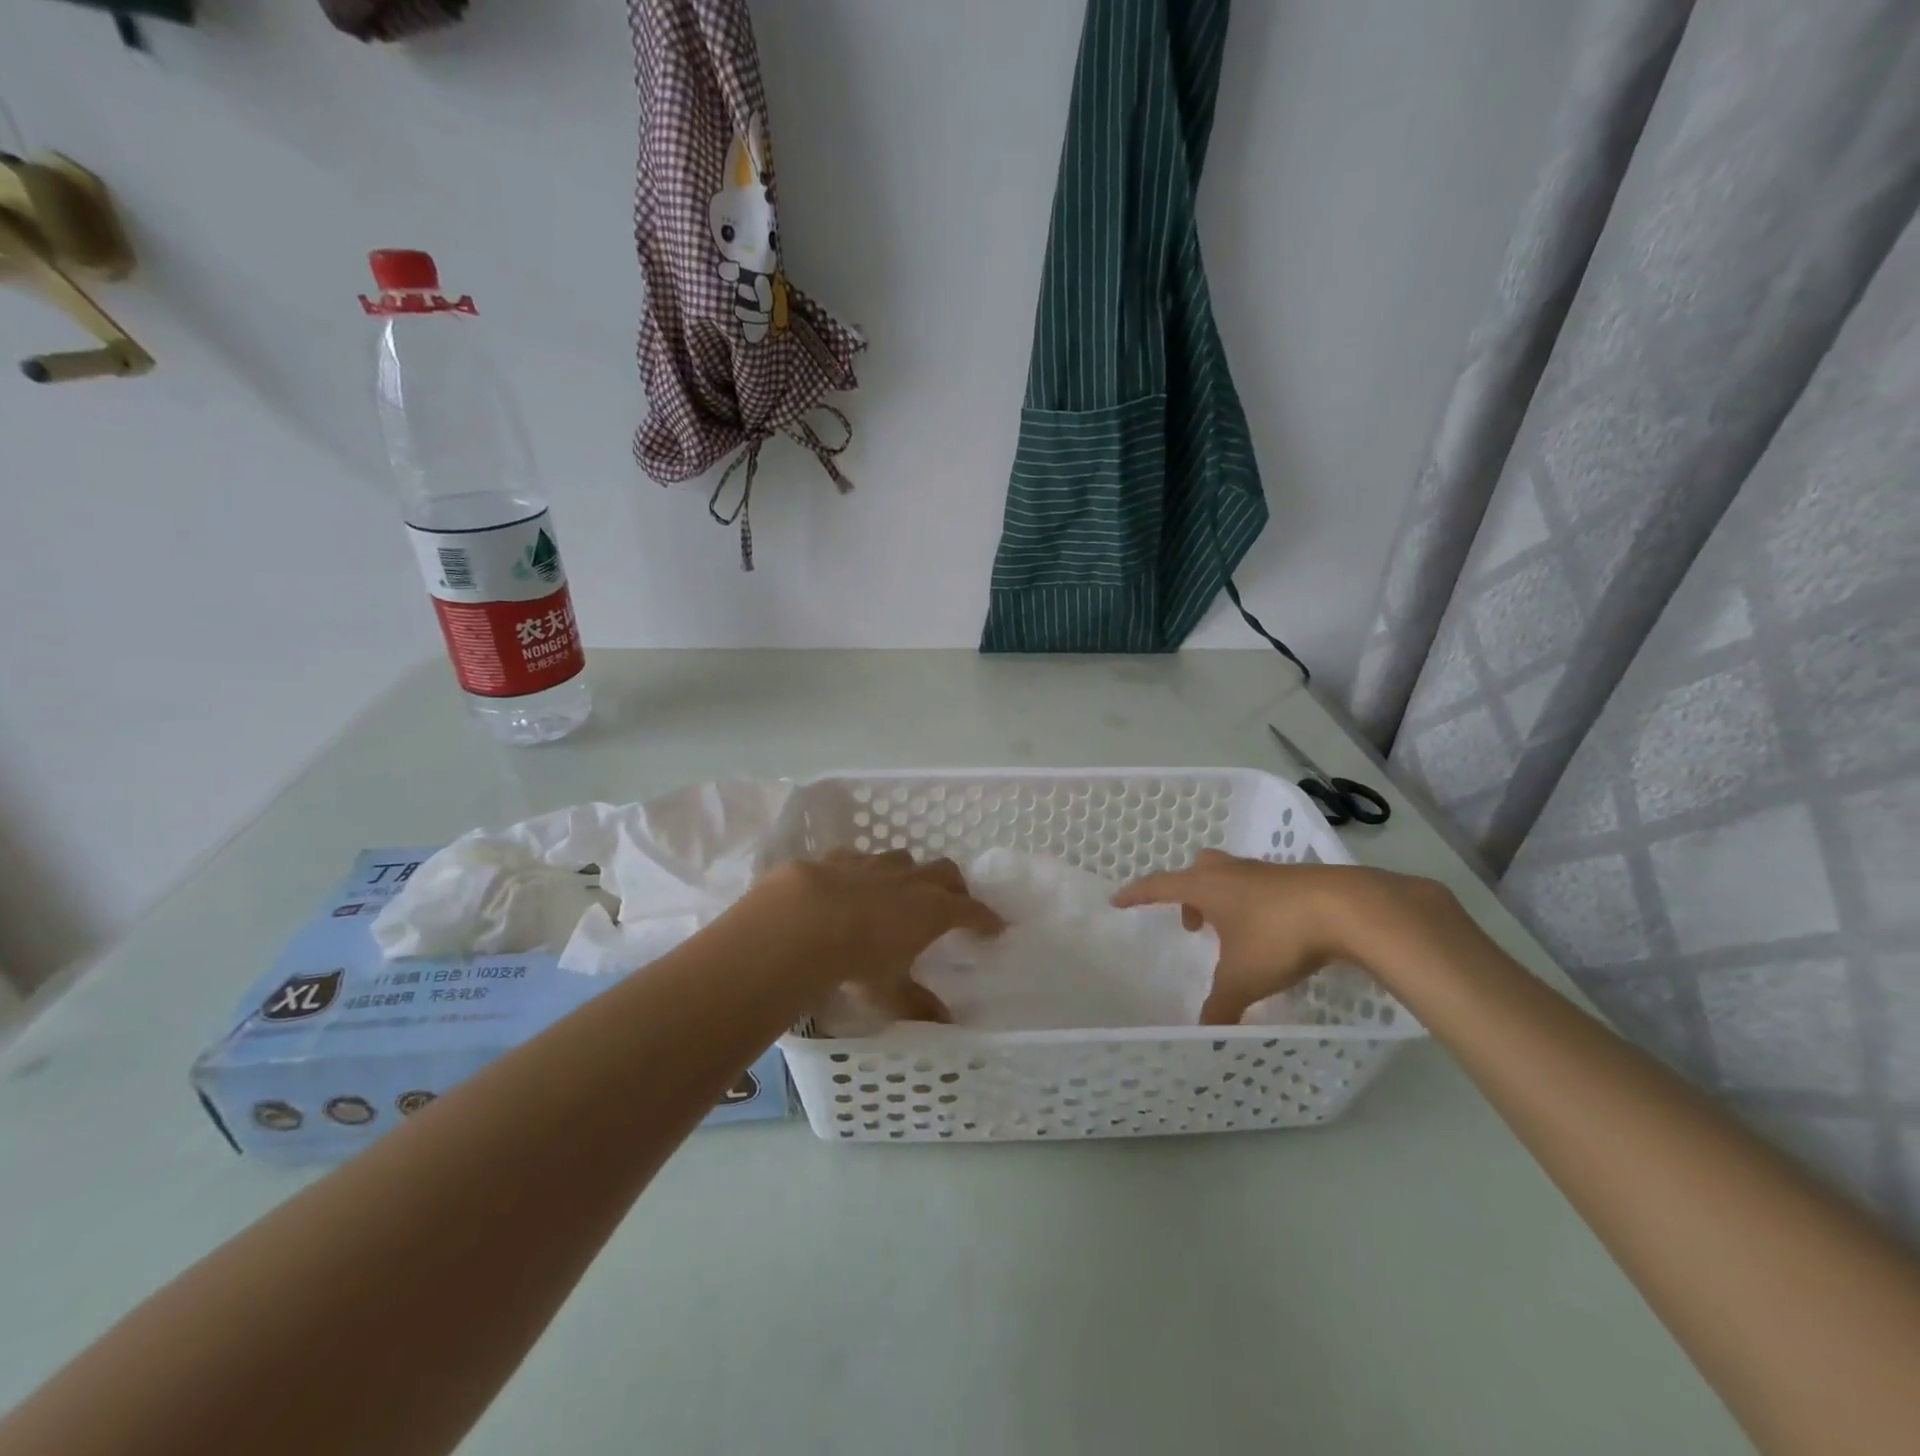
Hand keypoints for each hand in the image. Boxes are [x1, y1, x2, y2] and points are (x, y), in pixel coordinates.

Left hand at [752, 850, 1003, 1022]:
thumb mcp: (889, 992)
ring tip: (902, 891)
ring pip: (905, 859)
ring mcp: (876, 864)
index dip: (986, 918)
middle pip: (946, 872)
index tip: (997, 926)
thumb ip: (917, 1005)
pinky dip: (865, 871)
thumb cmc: (857, 960)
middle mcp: (911, 880)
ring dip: (910, 873)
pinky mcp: (840, 857)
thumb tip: (945, 1023)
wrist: (802, 921)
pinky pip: (861, 859)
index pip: (972, 910)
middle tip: (954, 902)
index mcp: (933, 910)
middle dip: (955, 886)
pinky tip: (853, 884)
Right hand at [1112, 850, 1454, 1024]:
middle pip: (1198, 870)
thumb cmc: (1279, 936)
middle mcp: (1232, 872)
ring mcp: (1266, 872)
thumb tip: (1203, 1033)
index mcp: (1207, 887)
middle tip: (1192, 922)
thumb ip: (1219, 1006)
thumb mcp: (1242, 978)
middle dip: (1189, 893)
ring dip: (1224, 899)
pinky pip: (1262, 887)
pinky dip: (1255, 905)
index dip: (1137, 894)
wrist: (1348, 909)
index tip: (1118, 900)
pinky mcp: (1297, 880)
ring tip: (1233, 934)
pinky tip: (1272, 933)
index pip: (1159, 885)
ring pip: (1232, 877)